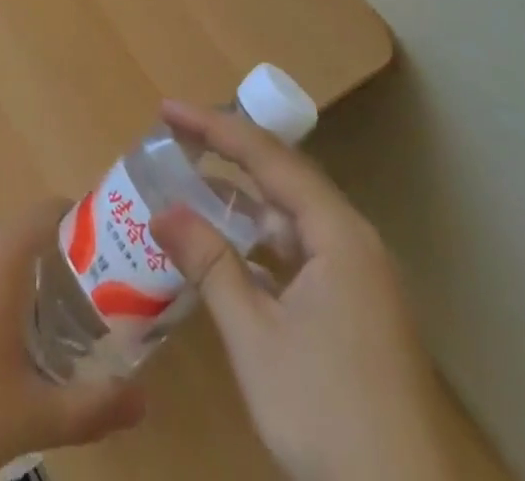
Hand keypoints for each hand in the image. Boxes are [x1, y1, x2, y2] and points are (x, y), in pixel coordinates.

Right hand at [151, 103, 450, 480]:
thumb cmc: (327, 414)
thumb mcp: (255, 338)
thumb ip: (210, 265)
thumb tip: (162, 211)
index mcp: (338, 233)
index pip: (267, 157)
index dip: (213, 127)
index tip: (167, 110)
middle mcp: (355, 240)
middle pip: (284, 175)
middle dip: (228, 152)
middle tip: (177, 136)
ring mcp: (361, 276)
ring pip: (294, 215)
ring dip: (245, 199)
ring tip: (194, 185)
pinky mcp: (360, 307)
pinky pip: (304, 249)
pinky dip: (264, 240)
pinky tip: (234, 250)